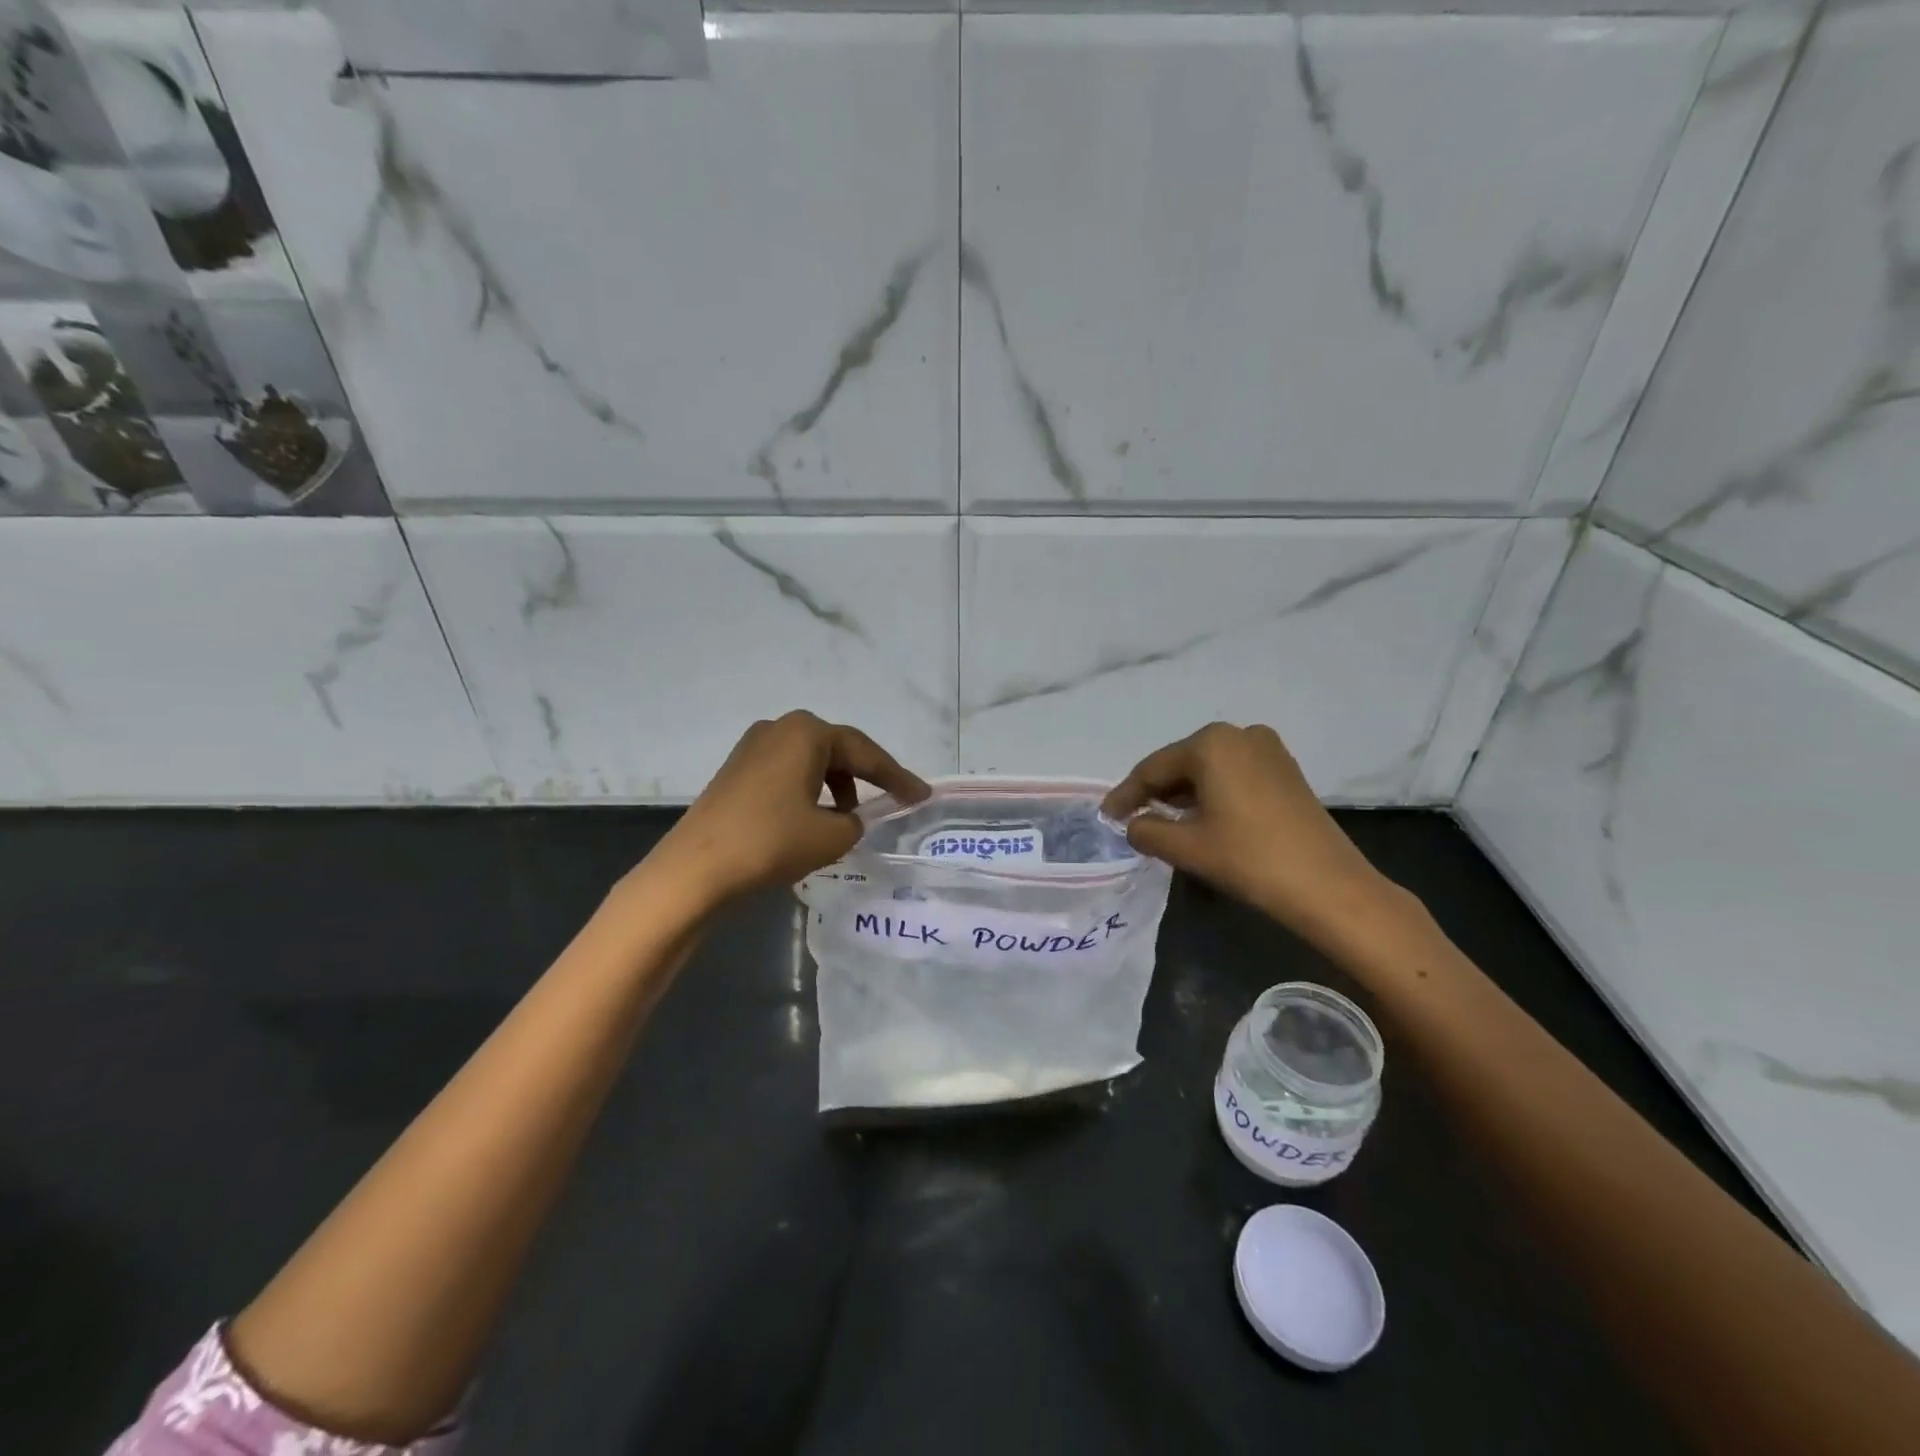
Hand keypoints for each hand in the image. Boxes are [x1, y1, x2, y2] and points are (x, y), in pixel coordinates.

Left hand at [650, 711, 928, 905]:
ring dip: (835, 785)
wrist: (695, 869)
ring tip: (849, 818)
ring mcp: (752, 747)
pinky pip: (787, 773)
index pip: (865, 753)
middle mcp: (780, 728)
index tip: (921, 796)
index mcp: (807, 732)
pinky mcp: (736, 771)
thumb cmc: (771, 842)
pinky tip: (813, 818)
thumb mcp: (831, 836)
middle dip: (866, 776)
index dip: (897, 777)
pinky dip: (808, 791)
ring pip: (810, 762)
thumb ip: (855, 822)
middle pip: (837, 750)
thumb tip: (848, 819)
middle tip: (893, 799)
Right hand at [1103, 722, 1403, 947]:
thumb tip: (1134, 825)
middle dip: (1155, 792)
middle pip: (1182, 764)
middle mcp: (1239, 734)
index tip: (1106, 816)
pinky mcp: (1286, 771)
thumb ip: (1147, 831)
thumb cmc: (1249, 858)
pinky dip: (1212, 794)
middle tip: (1131, 819)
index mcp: (1211, 743)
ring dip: (1184, 794)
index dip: (1126, 794)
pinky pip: (1234, 775)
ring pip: (1209, 769)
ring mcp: (1268, 750)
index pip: (1153, 768)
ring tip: (1161, 821)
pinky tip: (1200, 818)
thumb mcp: (1186, 847)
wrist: (1328, 886)